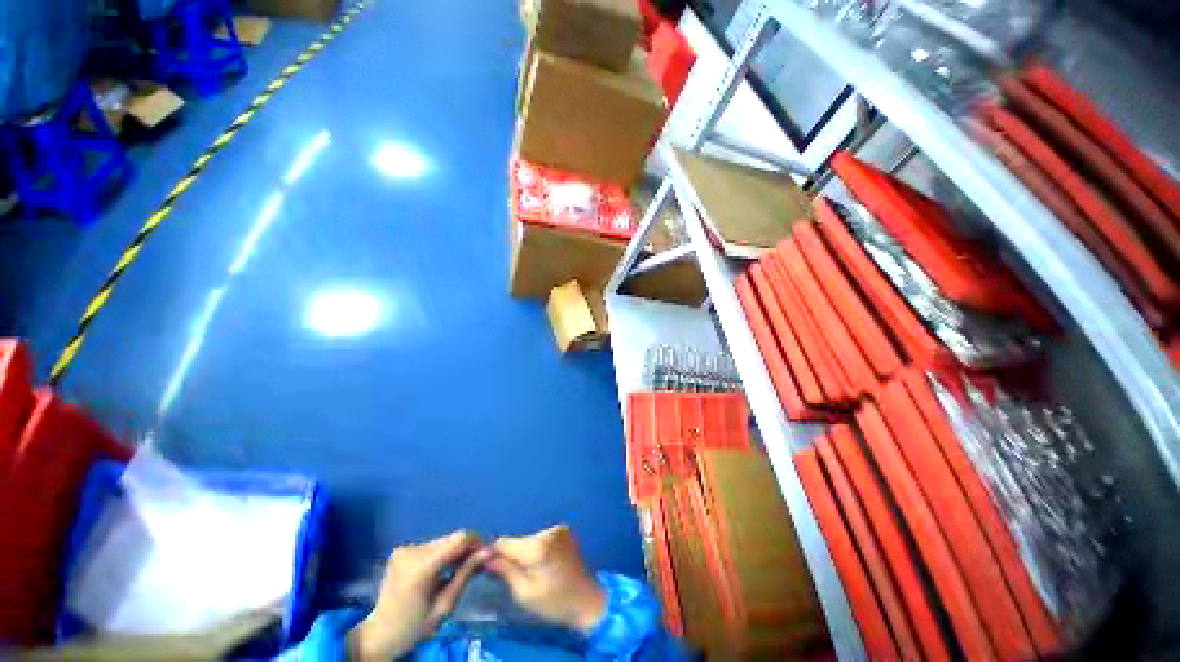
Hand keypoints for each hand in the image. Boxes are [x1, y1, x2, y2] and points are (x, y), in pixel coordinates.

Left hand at [348, 530, 486, 660]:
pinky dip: (444, 553)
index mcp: (420, 566)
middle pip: (451, 538)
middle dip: (467, 547)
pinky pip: (433, 546)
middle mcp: (412, 551)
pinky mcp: (403, 550)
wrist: (379, 635)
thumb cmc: (414, 627)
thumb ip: (465, 575)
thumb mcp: (444, 606)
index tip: (487, 553)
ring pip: (443, 541)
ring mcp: (405, 549)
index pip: (458, 539)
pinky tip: (446, 567)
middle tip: (478, 562)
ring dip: (455, 551)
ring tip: (463, 567)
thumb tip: (487, 551)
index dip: (477, 541)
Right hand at [484, 525, 606, 632]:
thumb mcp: (524, 594)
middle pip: (517, 540)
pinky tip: (544, 563)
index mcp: (536, 547)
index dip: (494, 552)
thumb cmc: (554, 602)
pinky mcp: (564, 531)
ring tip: (531, 570)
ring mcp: (557, 529)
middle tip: (514, 574)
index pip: (504, 542)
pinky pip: (541, 538)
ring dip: (525, 552)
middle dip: (512, 554)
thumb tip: (486, 557)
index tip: (488, 564)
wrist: (587, 599)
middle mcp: (547, 532)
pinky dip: (538, 548)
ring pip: (529, 539)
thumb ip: (505, 571)